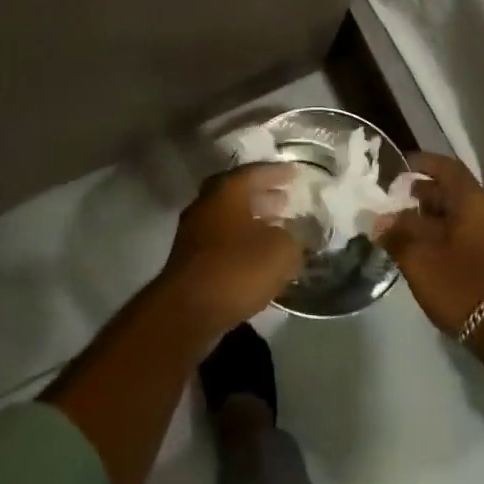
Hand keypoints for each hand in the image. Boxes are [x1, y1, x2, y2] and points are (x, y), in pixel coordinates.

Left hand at [160, 164, 305, 334]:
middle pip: (238, 194)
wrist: (188, 311)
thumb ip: (294, 237)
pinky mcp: (190, 260)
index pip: (255, 172)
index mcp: (226, 191)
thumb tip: (295, 235)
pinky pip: (223, 241)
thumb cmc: (236, 269)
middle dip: (263, 196)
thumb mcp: (281, 250)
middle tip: (286, 200)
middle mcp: (206, 204)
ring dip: (253, 221)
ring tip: (278, 229)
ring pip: (229, 218)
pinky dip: (242, 242)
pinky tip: (259, 256)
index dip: (278, 173)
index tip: (295, 173)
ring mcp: (194, 233)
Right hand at [379, 153, 483, 338]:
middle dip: (422, 193)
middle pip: (453, 191)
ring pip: (459, 214)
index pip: (447, 168)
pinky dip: (445, 233)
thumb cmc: (461, 285)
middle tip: (395, 201)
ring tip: (404, 228)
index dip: (422, 163)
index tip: (399, 167)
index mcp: (473, 202)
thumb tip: (379, 221)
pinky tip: (426, 250)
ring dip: (432, 216)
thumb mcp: (419, 259)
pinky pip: (467, 232)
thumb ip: (396, 234)